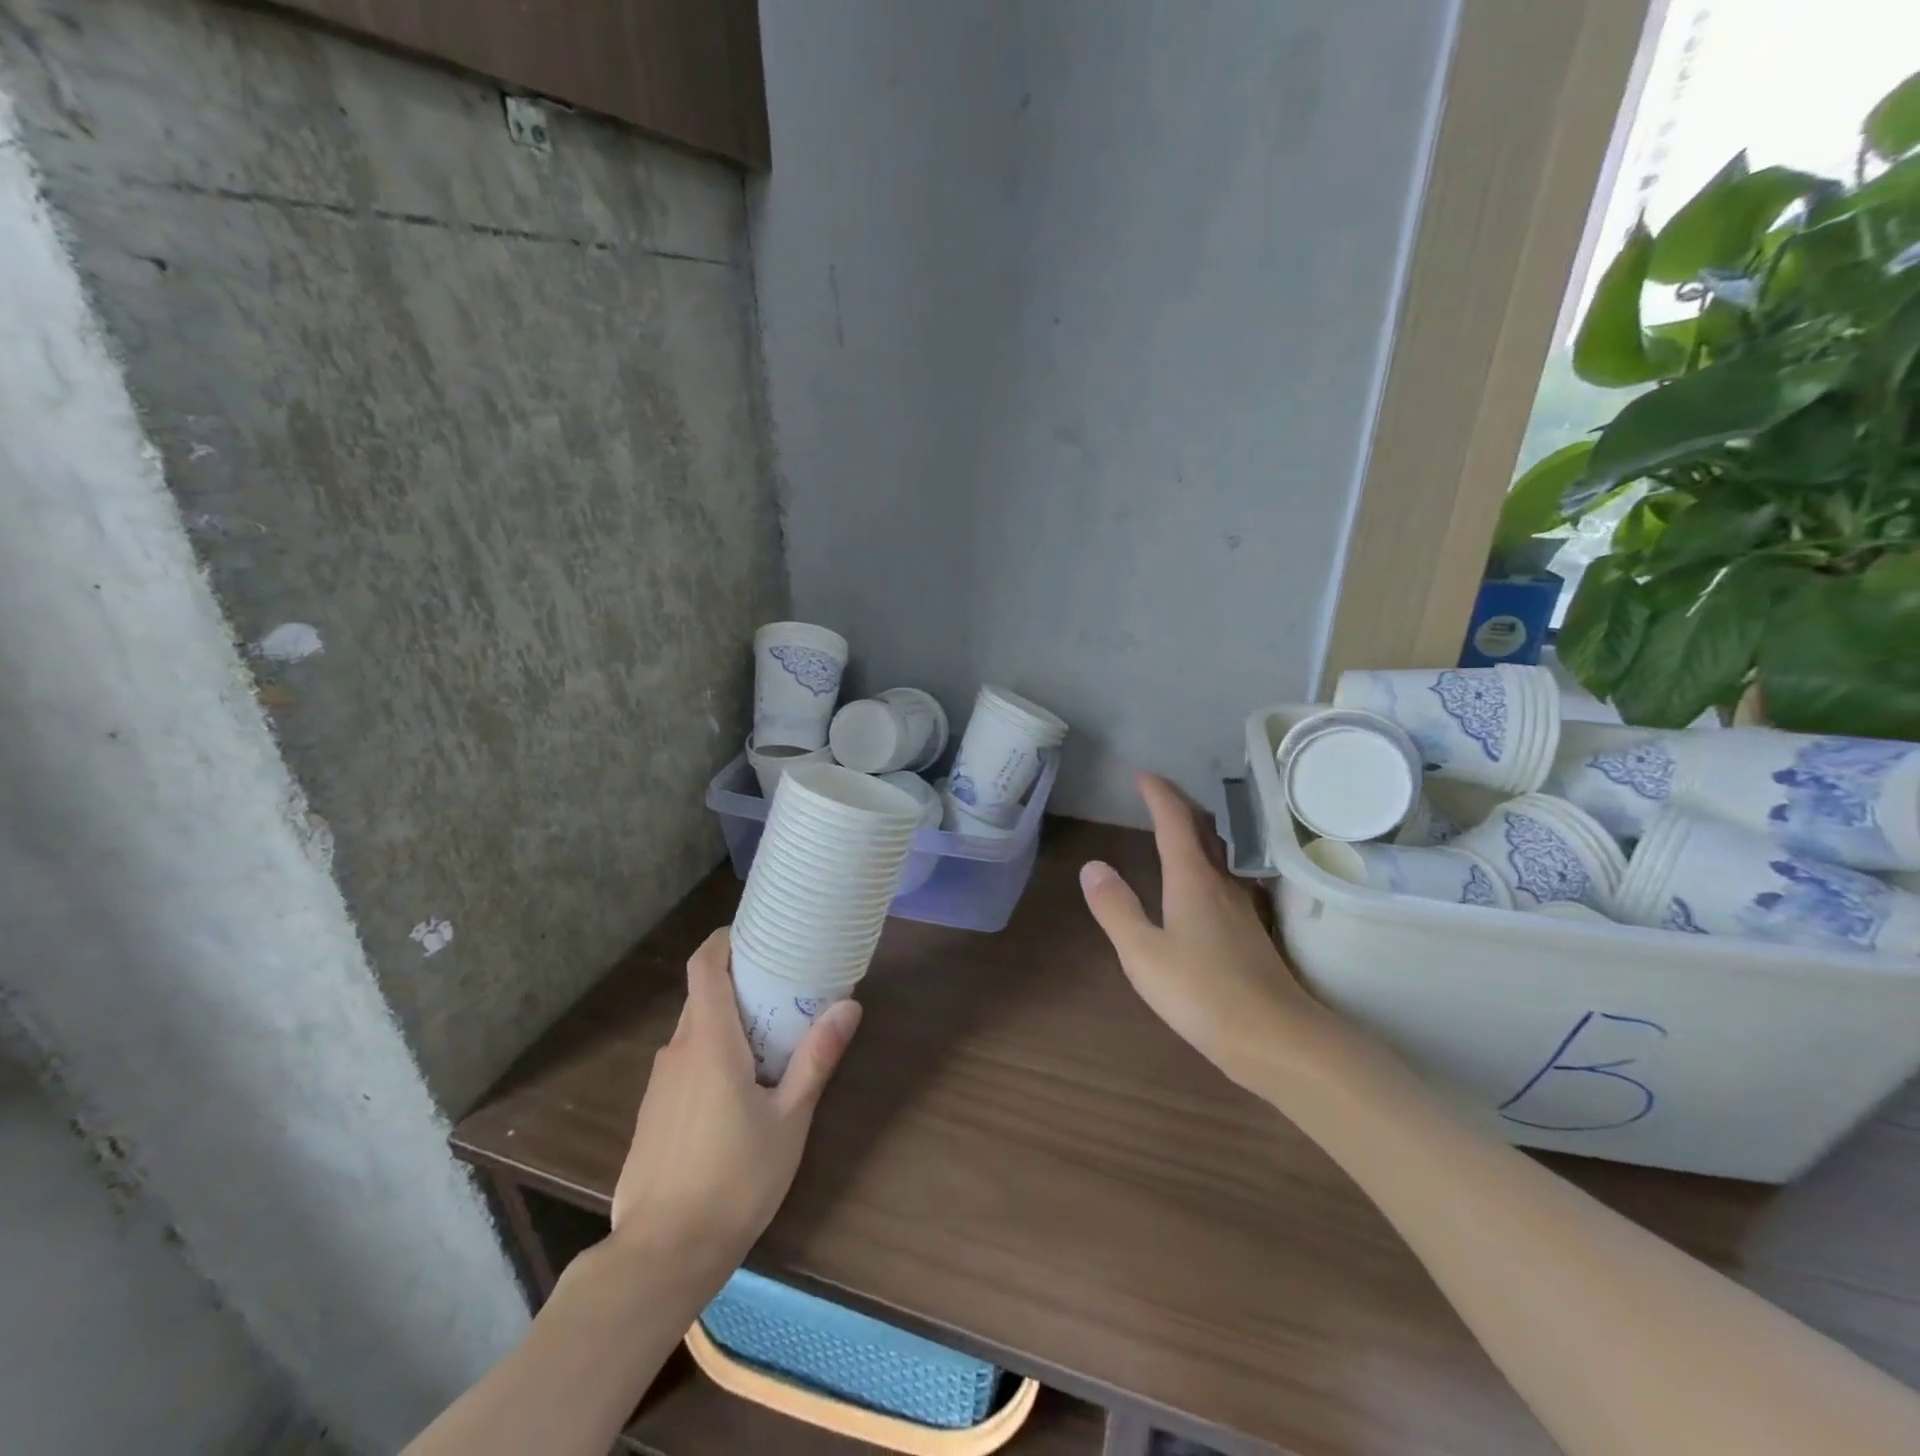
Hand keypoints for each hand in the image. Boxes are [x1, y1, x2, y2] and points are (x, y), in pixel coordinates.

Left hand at [610, 927, 861, 1273]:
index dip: (724, 940)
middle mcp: (676, 1051)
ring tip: (769, 1040)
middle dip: (739, 985)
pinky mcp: (652, 1115)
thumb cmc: (735, 1179)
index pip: (704, 965)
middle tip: (783, 989)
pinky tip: (737, 1093)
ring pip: (694, 1033)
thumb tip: (848, 1006)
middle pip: (703, 996)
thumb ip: (816, 1058)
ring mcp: (659, 1085)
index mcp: (708, 1041)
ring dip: (727, 1025)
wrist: (662, 1256)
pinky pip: (684, 1066)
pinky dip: (710, 1058)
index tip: (756, 933)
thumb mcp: (790, 1119)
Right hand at [1080, 773, 1323, 1086]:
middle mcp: (1221, 884)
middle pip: (1204, 830)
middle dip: (1180, 804)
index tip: (1142, 775)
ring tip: (1177, 827)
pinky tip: (1202, 883)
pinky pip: (1225, 878)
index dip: (1159, 794)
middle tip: (1158, 792)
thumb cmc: (1202, 993)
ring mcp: (1241, 908)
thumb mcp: (1143, 953)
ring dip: (1197, 831)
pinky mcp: (1250, 932)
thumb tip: (1092, 866)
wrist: (1276, 1039)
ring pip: (1218, 854)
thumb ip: (1116, 908)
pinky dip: (1206, 862)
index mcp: (1193, 880)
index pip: (1175, 822)